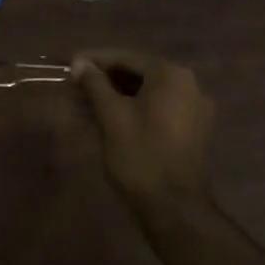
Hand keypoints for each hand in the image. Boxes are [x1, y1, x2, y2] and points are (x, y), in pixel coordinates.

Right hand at [71, 49, 214, 206]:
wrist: (174, 207)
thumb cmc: (140, 154)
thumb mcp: (111, 116)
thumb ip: (95, 84)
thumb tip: (80, 63)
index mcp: (171, 75)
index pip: (126, 57)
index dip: (95, 60)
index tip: (70, 65)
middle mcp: (188, 85)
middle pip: (138, 74)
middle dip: (105, 79)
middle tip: (74, 86)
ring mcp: (194, 109)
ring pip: (147, 94)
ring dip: (116, 95)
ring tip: (85, 103)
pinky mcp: (192, 131)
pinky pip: (157, 109)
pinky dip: (133, 109)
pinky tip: (107, 118)